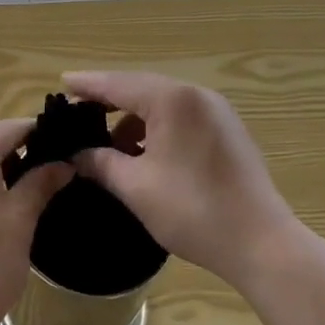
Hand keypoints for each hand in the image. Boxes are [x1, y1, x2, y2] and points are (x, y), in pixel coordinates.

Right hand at [63, 71, 298, 287]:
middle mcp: (196, 95)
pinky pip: (182, 118)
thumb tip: (77, 155)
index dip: (89, 85)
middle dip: (110, 101)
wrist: (261, 243)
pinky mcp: (228, 131)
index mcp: (172, 100)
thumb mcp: (136, 188)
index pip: (119, 85)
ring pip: (163, 105)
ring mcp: (217, 112)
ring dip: (135, 120)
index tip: (63, 81)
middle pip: (141, 89)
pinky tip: (144, 153)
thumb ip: (102, 163)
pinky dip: (158, 129)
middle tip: (79, 111)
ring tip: (110, 144)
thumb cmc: (193, 210)